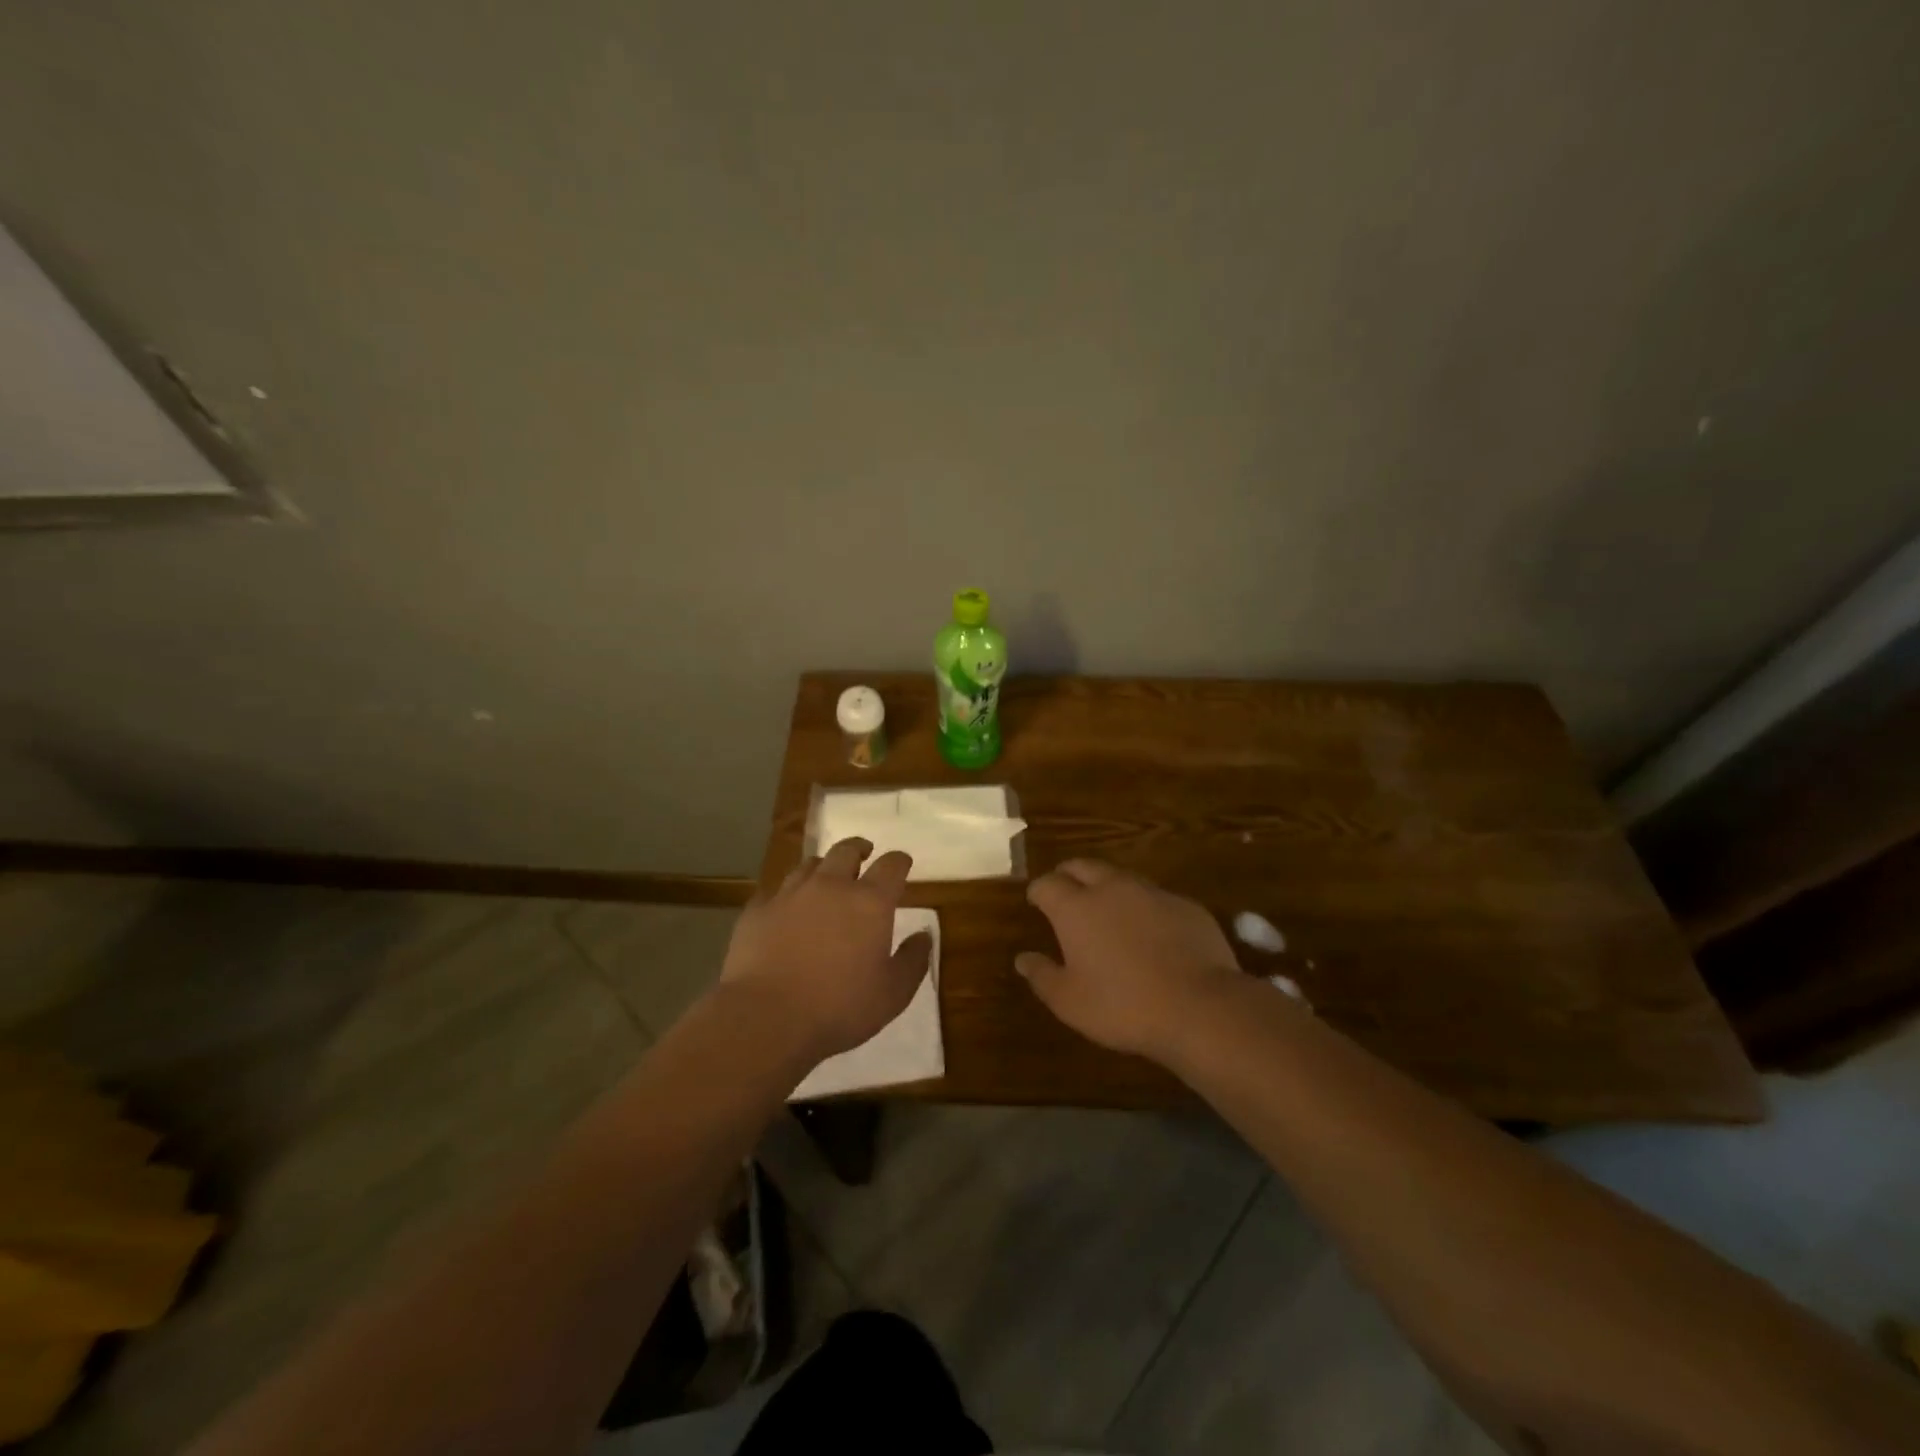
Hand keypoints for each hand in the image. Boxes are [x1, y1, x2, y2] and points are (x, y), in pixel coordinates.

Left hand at [720, 837, 932, 1062]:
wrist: (765, 1017)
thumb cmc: (838, 1007)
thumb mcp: (892, 994)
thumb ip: (913, 961)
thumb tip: (924, 936)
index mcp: (869, 902)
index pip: (892, 865)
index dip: (900, 861)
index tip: (903, 863)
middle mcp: (831, 886)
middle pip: (847, 851)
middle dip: (859, 849)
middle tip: (864, 856)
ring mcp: (789, 894)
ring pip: (809, 865)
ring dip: (823, 868)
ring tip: (825, 878)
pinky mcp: (757, 910)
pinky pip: (775, 890)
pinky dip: (787, 894)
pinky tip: (786, 908)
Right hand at [1016, 859, 1243, 1061]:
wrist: (1201, 1007)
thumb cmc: (1123, 1006)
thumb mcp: (1070, 1002)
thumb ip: (1042, 976)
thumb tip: (1022, 959)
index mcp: (1076, 907)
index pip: (1046, 883)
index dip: (1038, 891)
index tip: (1035, 901)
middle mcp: (1111, 888)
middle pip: (1082, 866)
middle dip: (1068, 875)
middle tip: (1065, 892)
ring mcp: (1152, 892)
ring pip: (1120, 876)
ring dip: (1106, 886)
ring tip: (1105, 908)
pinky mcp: (1185, 904)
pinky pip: (1154, 896)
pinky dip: (1142, 906)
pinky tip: (1149, 930)